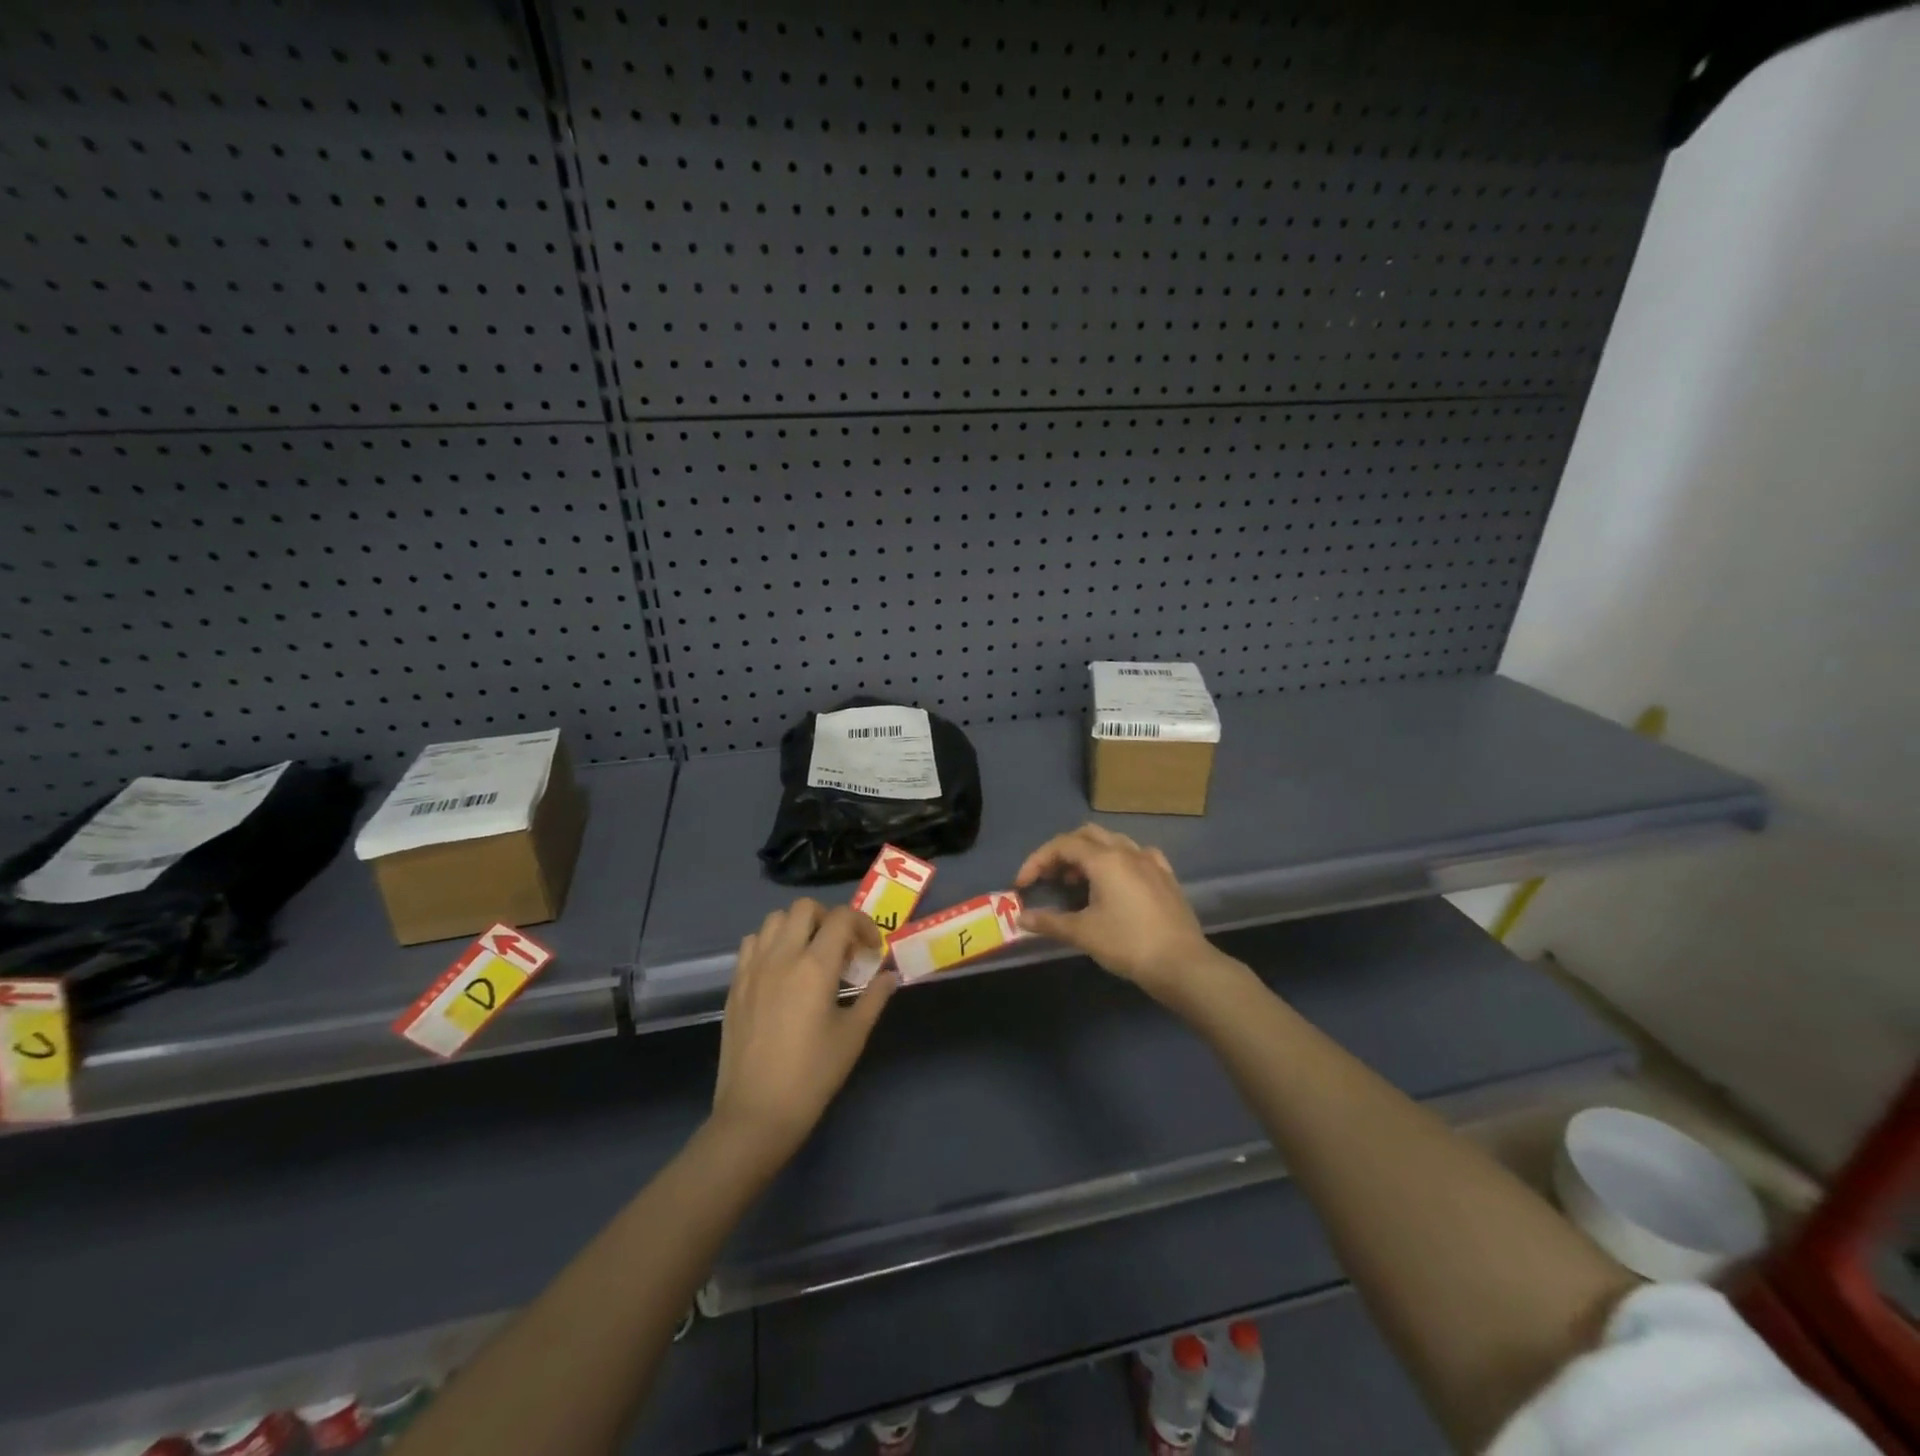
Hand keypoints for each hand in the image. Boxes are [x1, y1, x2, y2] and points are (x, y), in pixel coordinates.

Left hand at [711, 900, 895, 1163]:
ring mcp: (753, 968)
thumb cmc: (812, 1076)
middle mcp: (781, 956)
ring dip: (797, 927)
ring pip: (774, 919)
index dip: (863, 924)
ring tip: (811, 955)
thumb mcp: (853, 1036)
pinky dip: (770, 943)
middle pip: (805, 908)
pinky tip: (781, 971)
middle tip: (842, 948)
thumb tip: (890, 975)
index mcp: (815, 966)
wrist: (756, 1113)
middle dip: (829, 918)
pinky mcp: (735, 984)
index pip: (841, 918)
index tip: (871, 950)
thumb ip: (874, 998)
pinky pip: (752, 943)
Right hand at [1014, 824, 1216, 1002]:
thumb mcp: (1083, 933)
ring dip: (1088, 854)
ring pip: (1112, 842)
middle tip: (1049, 878)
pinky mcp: (1166, 876)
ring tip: (1077, 882)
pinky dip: (1117, 861)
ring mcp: (1150, 862)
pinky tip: (1116, 881)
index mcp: (1105, 859)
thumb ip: (1049, 922)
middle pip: (1086, 835)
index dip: (1037, 861)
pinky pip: (1137, 855)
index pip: (1062, 845)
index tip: (1022, 885)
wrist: (1182, 964)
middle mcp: (1127, 851)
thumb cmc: (1128, 944)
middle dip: (1062, 852)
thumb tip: (1021, 918)